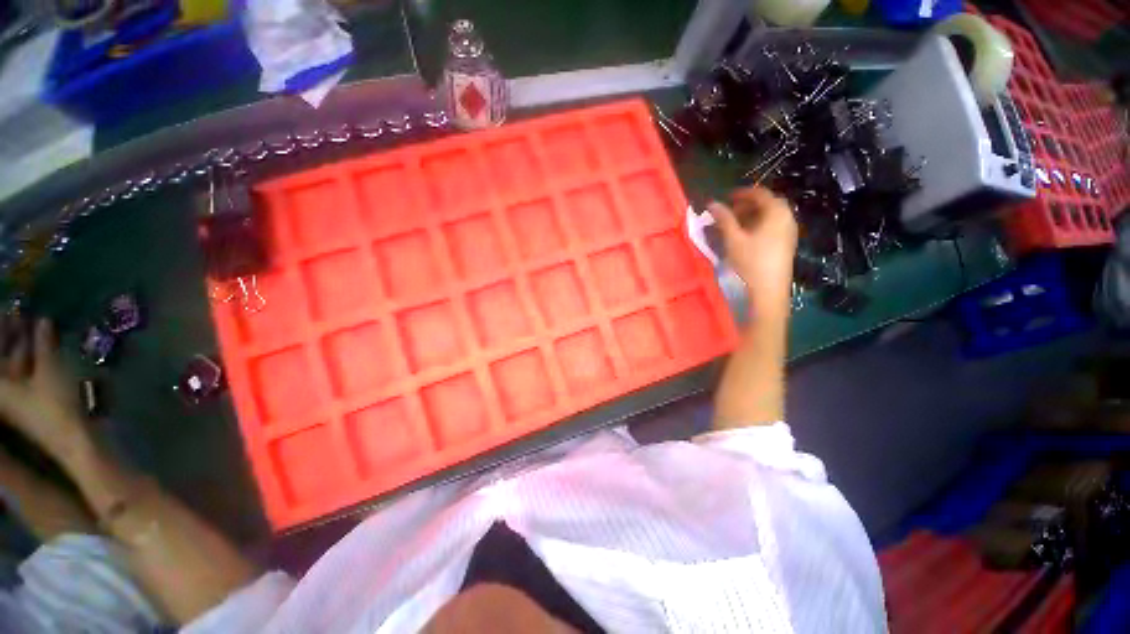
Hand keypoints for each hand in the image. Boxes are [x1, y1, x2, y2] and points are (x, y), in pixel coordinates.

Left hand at [0, 316, 88, 460]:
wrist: (73, 440)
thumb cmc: (55, 406)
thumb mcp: (50, 372)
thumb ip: (43, 345)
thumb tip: (41, 320)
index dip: (1, 327)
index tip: (8, 308)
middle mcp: (1, 389)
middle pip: (3, 356)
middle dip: (10, 333)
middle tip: (21, 312)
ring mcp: (15, 395)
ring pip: (14, 362)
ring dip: (23, 343)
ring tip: (36, 324)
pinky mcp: (29, 398)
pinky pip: (25, 370)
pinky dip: (32, 356)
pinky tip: (43, 345)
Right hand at [708, 186, 797, 313]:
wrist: (768, 290)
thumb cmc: (750, 261)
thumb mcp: (733, 239)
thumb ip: (723, 219)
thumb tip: (712, 203)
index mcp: (777, 212)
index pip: (760, 193)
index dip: (742, 193)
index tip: (726, 197)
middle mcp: (787, 218)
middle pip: (767, 203)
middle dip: (747, 205)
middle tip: (729, 211)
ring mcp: (789, 231)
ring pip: (770, 216)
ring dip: (752, 216)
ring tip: (734, 225)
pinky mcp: (787, 244)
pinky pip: (773, 226)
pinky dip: (758, 225)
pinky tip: (746, 236)